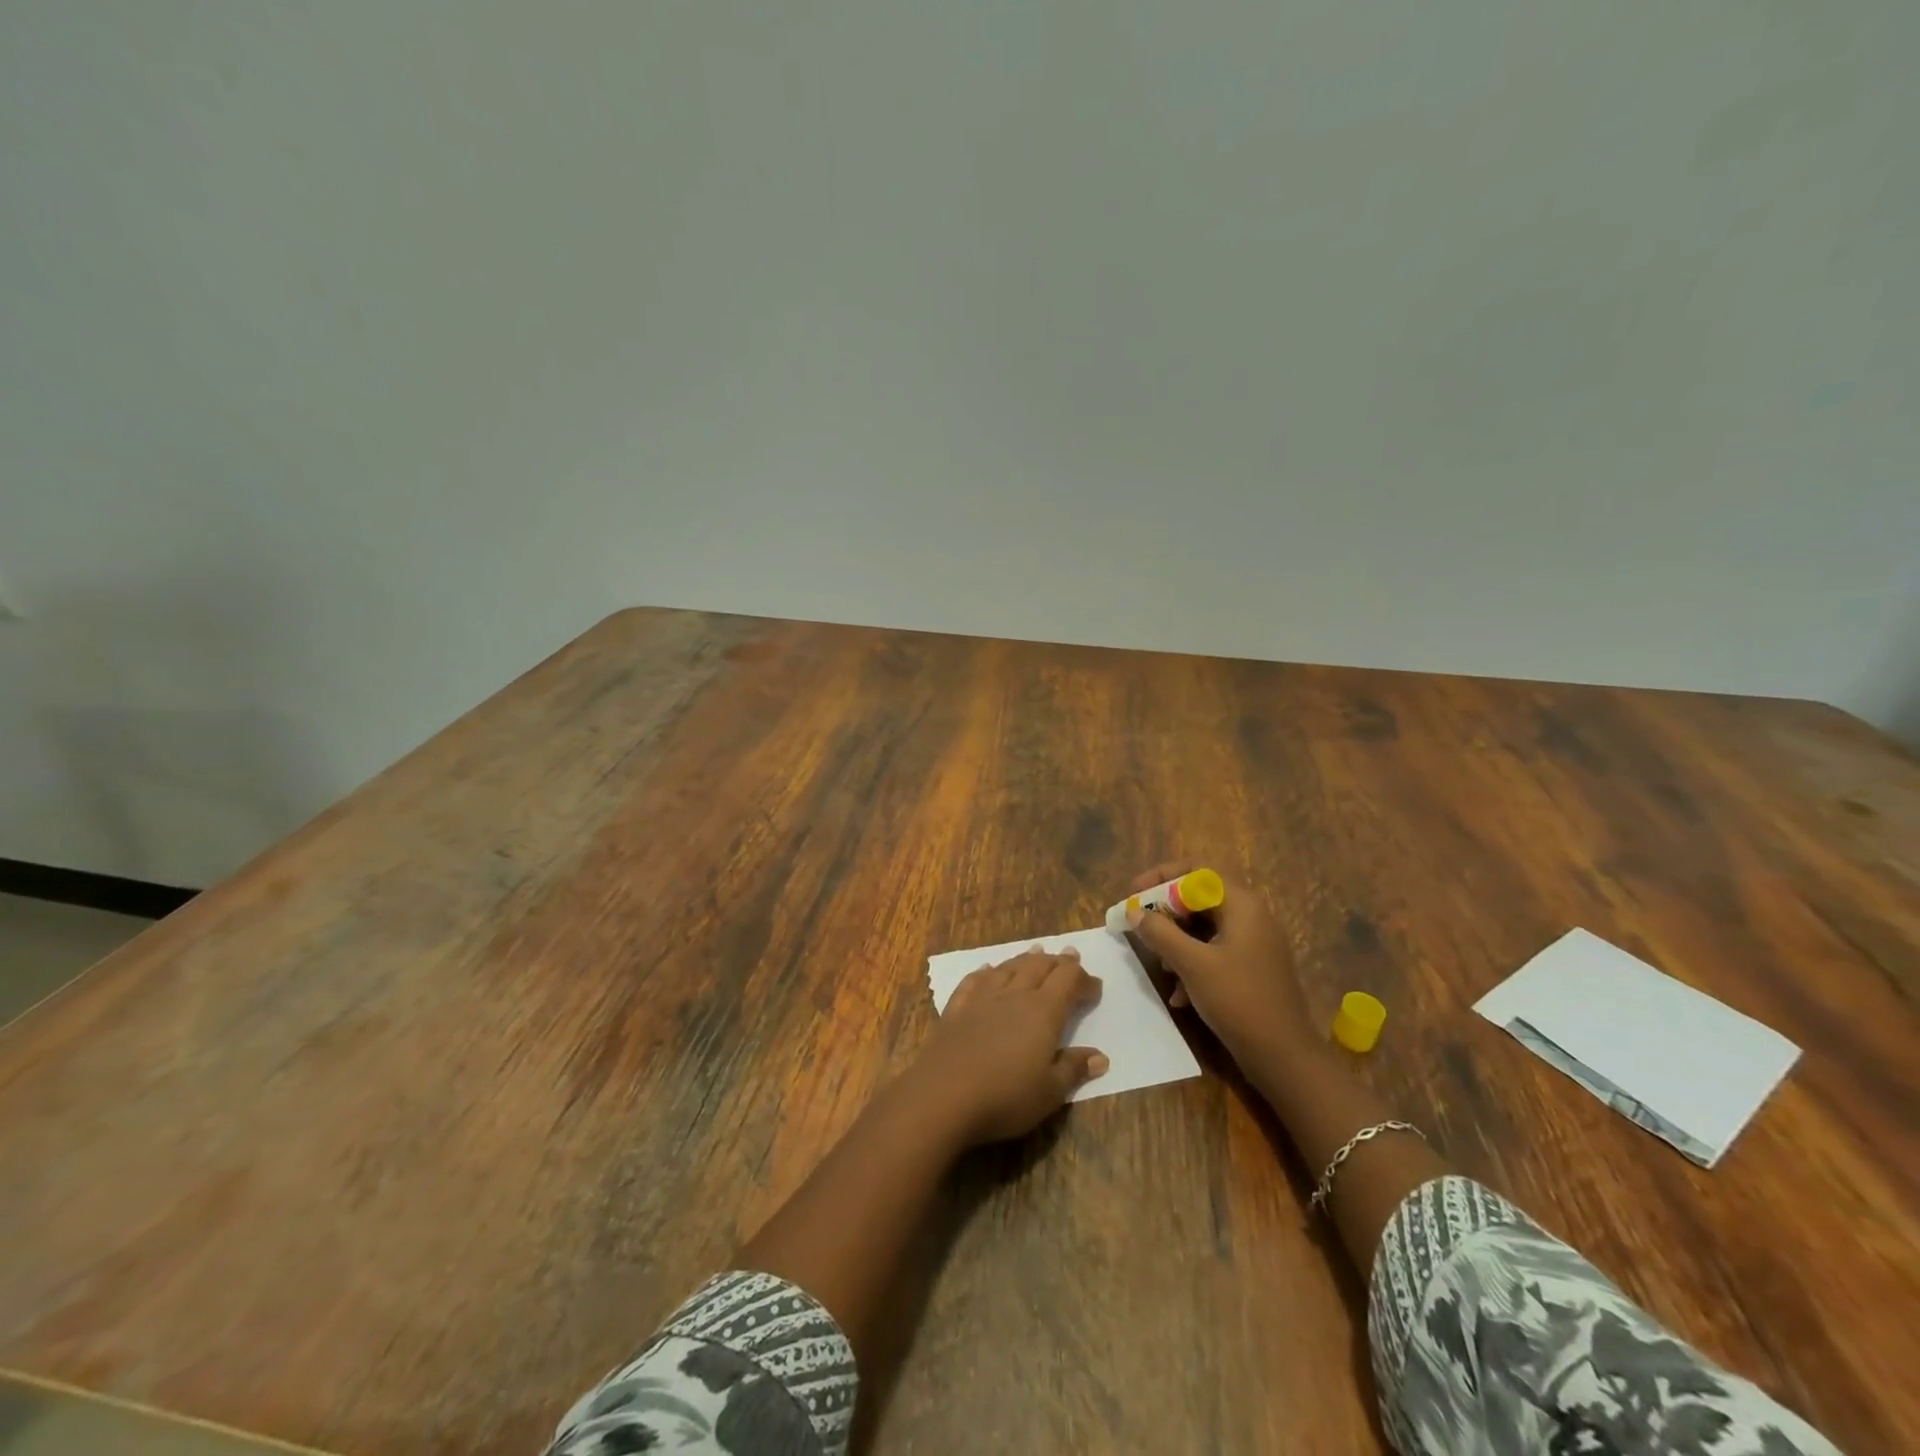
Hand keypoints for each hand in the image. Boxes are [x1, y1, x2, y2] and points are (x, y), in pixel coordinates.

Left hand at [906, 948, 1108, 1145]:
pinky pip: (975, 980)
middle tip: (1070, 957)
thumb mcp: (1049, 1092)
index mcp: (1043, 1011)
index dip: (1084, 979)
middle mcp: (1014, 995)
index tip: (1095, 987)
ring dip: (1026, 959)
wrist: (942, 1096)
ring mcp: (982, 998)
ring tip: (1036, 952)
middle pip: (1039, 966)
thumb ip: (1074, 1069)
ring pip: (1009, 967)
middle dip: (1058, 961)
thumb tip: (1101, 1056)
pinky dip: (987, 972)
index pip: (1068, 980)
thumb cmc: (1004, 1097)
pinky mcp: (956, 1007)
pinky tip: (988, 970)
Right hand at [1123, 862, 1311, 1059]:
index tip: (1134, 894)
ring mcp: (1254, 942)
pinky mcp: (1252, 967)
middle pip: (1199, 897)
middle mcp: (1251, 915)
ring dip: (1177, 941)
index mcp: (1241, 904)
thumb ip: (1159, 932)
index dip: (1161, 876)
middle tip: (1140, 929)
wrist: (1284, 1056)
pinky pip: (1215, 951)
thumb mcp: (1192, 964)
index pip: (1197, 869)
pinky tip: (1180, 995)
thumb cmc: (1238, 1000)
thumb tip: (1133, 911)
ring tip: (1162, 968)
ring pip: (1204, 926)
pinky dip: (1193, 963)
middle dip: (1166, 913)